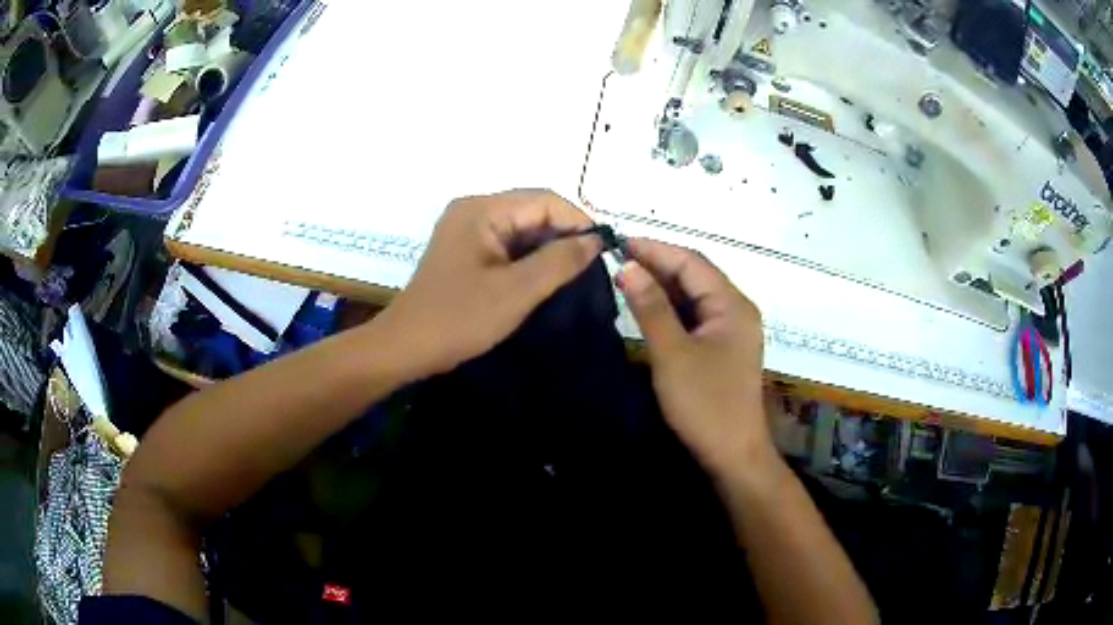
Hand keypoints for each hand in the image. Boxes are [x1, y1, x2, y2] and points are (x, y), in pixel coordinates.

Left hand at [373, 190, 601, 378]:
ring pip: (522, 227)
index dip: (578, 220)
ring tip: (575, 272)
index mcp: (482, 209)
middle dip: (564, 233)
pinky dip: (529, 256)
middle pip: (532, 209)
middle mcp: (474, 209)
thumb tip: (595, 239)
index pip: (544, 199)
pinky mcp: (466, 249)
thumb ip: (560, 261)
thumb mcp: (516, 291)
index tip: (604, 250)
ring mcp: (467, 228)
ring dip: (548, 247)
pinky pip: (507, 242)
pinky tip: (546, 276)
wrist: (407, 347)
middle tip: (593, 265)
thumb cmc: (459, 318)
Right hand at [616, 239, 771, 475]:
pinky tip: (647, 306)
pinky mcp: (722, 348)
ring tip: (625, 277)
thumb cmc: (705, 404)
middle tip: (616, 259)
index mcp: (732, 305)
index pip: (692, 262)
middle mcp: (736, 310)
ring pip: (694, 296)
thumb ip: (650, 307)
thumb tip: (627, 265)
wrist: (732, 454)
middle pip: (695, 276)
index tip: (618, 242)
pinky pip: (695, 316)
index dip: (655, 249)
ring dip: (663, 286)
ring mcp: (731, 330)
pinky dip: (671, 308)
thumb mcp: (673, 353)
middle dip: (658, 265)